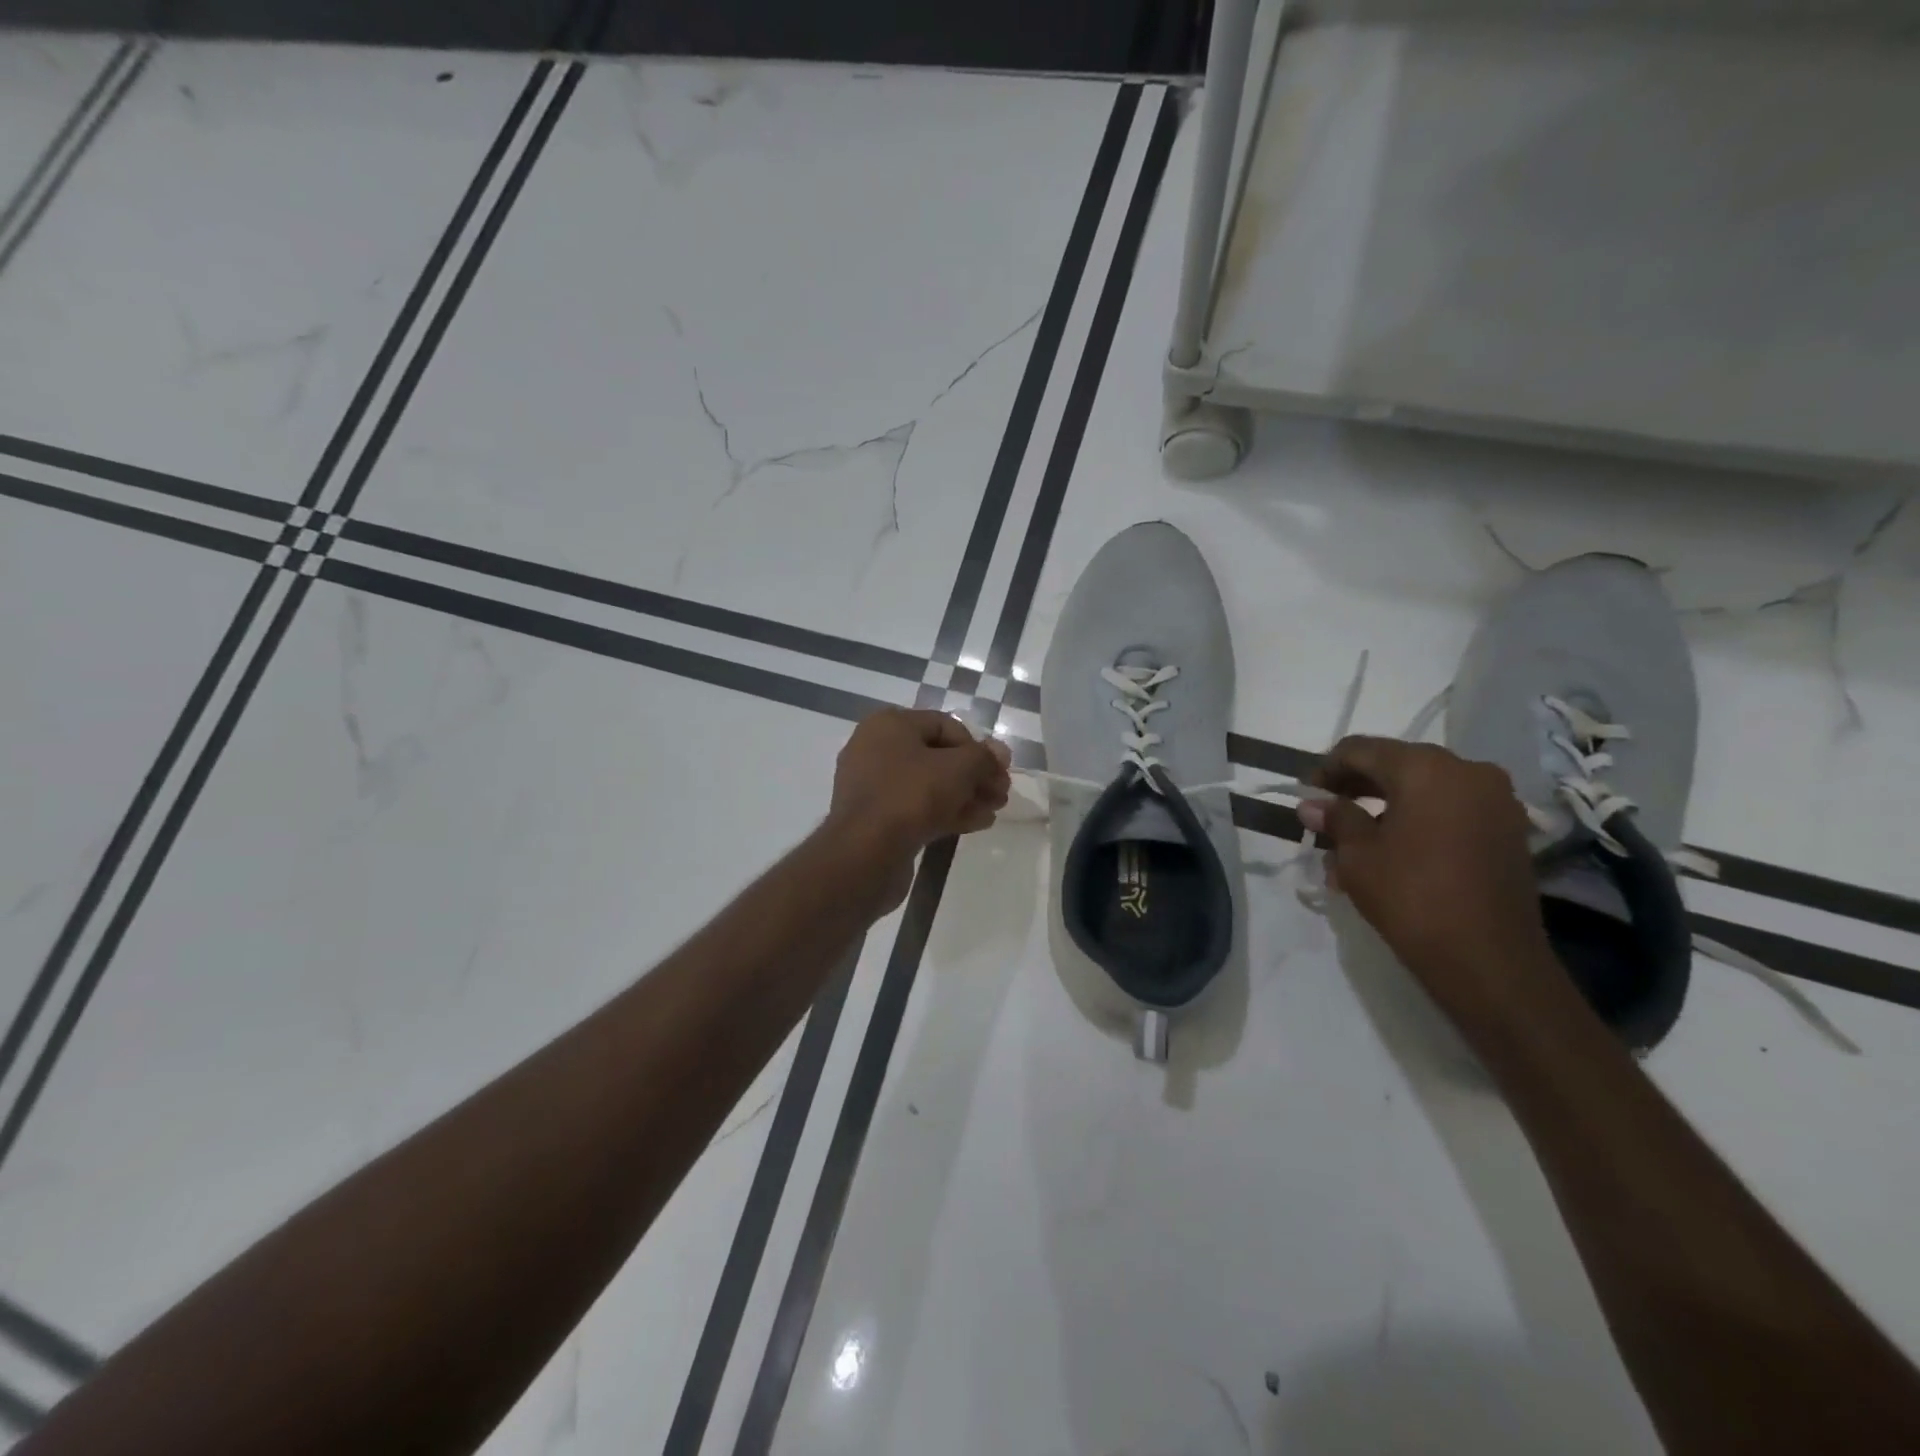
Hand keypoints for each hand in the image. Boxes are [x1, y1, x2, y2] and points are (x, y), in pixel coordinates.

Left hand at [829, 708, 1011, 862]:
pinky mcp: (876, 818)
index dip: (978, 746)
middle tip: (1001, 793)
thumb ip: (984, 757)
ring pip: (929, 784)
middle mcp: (876, 749)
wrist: (865, 853)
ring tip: (994, 809)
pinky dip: (946, 811)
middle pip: (938, 756)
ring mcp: (873, 786)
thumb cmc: (912, 796)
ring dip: (965, 795)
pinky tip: (976, 823)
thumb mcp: (958, 768)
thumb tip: (1000, 752)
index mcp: (890, 725)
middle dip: (974, 774)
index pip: (945, 725)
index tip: (1000, 770)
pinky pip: (917, 807)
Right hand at [1299, 736, 1564, 1039]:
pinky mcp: (1508, 830)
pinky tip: (1391, 849)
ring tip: (1353, 840)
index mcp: (1427, 768)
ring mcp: (1495, 800)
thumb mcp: (1357, 855)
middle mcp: (1468, 771)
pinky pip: (1451, 810)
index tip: (1306, 792)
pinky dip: (1417, 820)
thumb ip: (1336, 818)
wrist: (1488, 959)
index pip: (1362, 750)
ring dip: (1386, 806)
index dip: (1328, 767)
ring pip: (1425, 789)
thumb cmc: (1411, 896)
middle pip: (1398, 765)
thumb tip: (1312, 804)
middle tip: (1326, 813)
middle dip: (1358, 786)